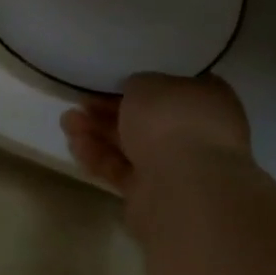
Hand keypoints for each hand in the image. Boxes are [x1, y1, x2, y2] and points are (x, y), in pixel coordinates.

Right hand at [60, 73, 251, 195]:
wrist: (183, 188)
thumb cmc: (172, 121)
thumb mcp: (148, 83)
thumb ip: (138, 86)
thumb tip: (134, 94)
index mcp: (209, 101)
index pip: (173, 87)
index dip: (140, 83)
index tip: (110, 80)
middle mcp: (197, 134)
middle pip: (147, 119)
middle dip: (109, 110)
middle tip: (80, 101)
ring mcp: (176, 167)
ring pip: (131, 145)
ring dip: (97, 132)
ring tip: (66, 122)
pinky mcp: (153, 194)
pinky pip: (122, 170)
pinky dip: (99, 157)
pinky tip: (75, 145)